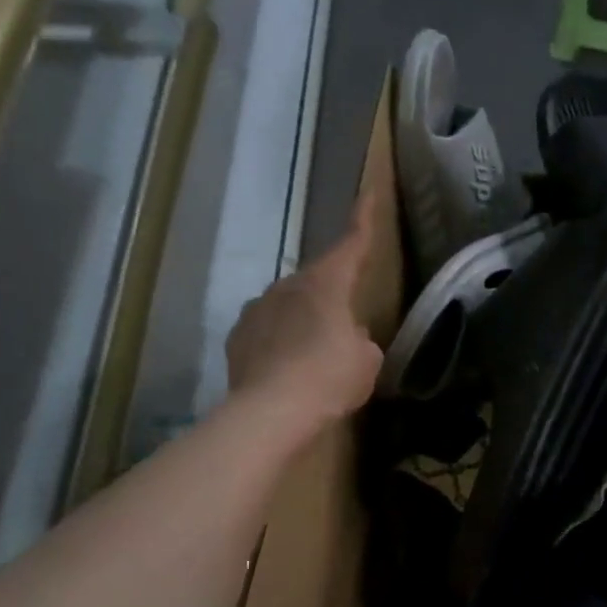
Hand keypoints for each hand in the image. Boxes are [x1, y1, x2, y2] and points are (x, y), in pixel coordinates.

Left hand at [226, 194, 382, 423]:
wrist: (271, 412)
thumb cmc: (329, 378)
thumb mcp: (366, 361)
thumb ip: (360, 340)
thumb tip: (346, 338)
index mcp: (326, 284)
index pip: (351, 243)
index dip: (363, 219)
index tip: (368, 194)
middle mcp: (287, 286)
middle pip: (317, 281)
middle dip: (331, 295)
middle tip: (344, 325)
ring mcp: (256, 310)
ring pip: (288, 305)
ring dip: (303, 320)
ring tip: (313, 354)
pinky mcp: (237, 337)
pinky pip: (266, 331)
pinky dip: (279, 342)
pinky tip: (286, 368)